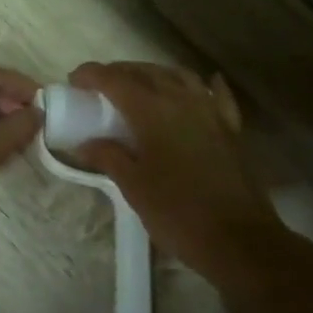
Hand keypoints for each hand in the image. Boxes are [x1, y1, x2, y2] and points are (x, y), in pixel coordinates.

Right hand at [67, 62, 296, 288]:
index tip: (74, 80)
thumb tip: (85, 144)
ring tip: (139, 85)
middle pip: (147, 73)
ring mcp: (212, 112)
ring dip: (155, 74)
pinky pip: (216, 96)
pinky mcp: (231, 130)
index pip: (116, 81)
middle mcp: (183, 101)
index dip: (92, 75)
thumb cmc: (177, 213)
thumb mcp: (134, 187)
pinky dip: (204, 86)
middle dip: (120, 72)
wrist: (238, 239)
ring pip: (180, 77)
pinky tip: (203, 84)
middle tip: (100, 85)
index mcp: (153, 112)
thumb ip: (108, 157)